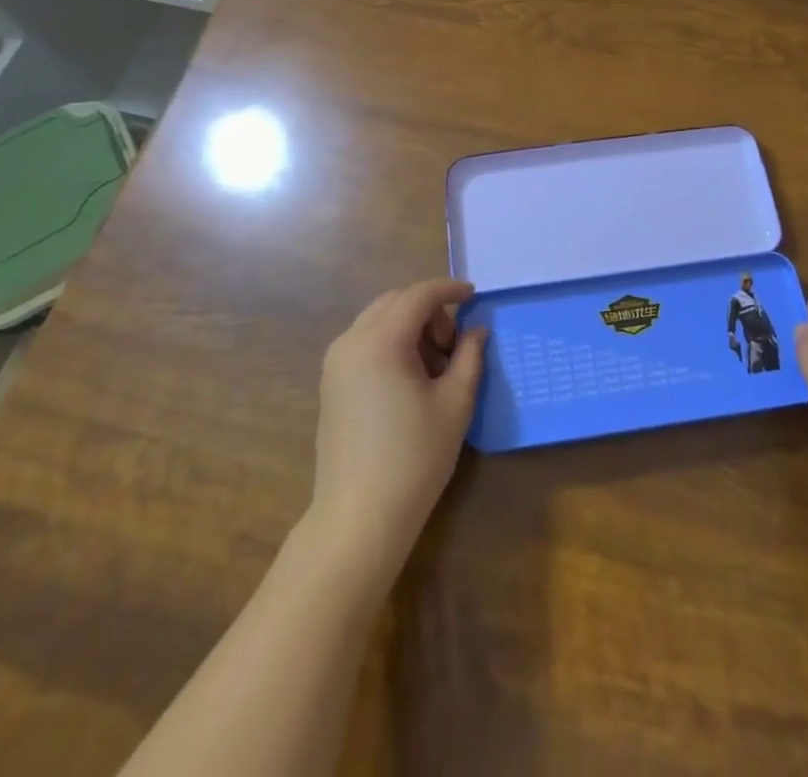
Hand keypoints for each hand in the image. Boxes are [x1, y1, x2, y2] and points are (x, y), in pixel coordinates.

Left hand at [310, 278, 487, 573]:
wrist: (359, 518)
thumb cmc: (414, 457)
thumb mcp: (455, 403)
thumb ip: (469, 357)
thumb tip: (476, 331)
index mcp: (381, 340)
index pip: (419, 295)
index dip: (449, 289)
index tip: (474, 295)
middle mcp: (351, 341)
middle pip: (395, 302)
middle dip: (429, 310)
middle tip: (453, 345)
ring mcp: (335, 363)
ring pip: (378, 320)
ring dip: (409, 326)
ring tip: (434, 367)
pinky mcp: (330, 384)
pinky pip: (365, 342)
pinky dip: (391, 343)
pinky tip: (410, 379)